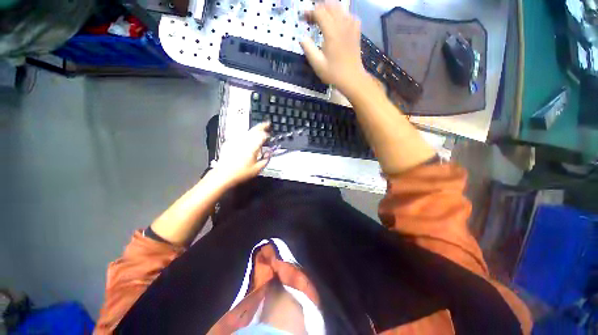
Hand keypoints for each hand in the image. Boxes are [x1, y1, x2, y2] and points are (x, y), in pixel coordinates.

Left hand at [212, 122, 270, 186]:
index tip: (270, 135)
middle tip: (267, 124)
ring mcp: (236, 141)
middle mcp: (244, 141)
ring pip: (247, 132)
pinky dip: (245, 136)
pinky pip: (239, 136)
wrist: (223, 175)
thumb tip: (269, 154)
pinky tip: (247, 139)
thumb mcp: (257, 169)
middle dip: (261, 126)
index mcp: (252, 147)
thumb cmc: (241, 173)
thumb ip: (266, 160)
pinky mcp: (229, 143)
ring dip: (254, 130)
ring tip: (258, 131)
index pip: (262, 136)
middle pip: (254, 130)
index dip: (267, 135)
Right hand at [300, 3, 367, 94]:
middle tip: (311, 19)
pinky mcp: (356, 30)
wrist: (352, 78)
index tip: (303, 18)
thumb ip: (308, 49)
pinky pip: (349, 15)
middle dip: (319, 8)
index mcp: (331, 31)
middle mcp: (342, 24)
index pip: (319, 12)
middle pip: (330, 5)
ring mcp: (351, 26)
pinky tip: (337, 23)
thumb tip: (302, 37)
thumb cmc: (334, 73)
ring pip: (340, 8)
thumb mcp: (317, 64)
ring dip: (329, 10)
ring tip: (322, 19)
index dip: (309, 12)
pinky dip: (341, 15)